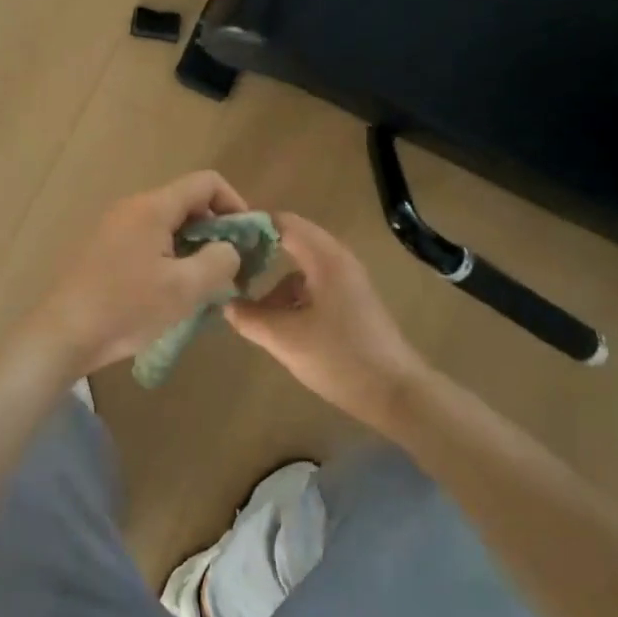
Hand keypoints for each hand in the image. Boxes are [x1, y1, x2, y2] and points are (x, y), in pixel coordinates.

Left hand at [27, 171, 250, 375]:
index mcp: (153, 207)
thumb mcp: (185, 288)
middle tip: (229, 269)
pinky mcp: (104, 250)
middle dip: (216, 231)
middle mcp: (133, 208)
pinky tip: (172, 293)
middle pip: (187, 203)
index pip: (206, 182)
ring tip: (204, 286)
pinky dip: (170, 258)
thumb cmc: (126, 308)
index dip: (235, 203)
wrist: (62, 335)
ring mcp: (114, 228)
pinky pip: (148, 242)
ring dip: (193, 248)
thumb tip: (229, 250)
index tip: (246, 240)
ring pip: (168, 226)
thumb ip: (220, 261)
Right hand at [227, 213, 429, 428]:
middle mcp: (338, 260)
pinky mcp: (352, 303)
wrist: (396, 394)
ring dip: (276, 280)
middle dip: (260, 251)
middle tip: (228, 267)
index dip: (251, 225)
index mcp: (325, 258)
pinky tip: (280, 323)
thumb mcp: (285, 338)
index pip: (283, 222)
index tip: (221, 239)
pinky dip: (293, 296)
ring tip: (250, 305)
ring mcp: (348, 281)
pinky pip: (314, 285)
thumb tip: (225, 303)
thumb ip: (249, 317)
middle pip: (292, 241)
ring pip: (302, 267)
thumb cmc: (340, 358)